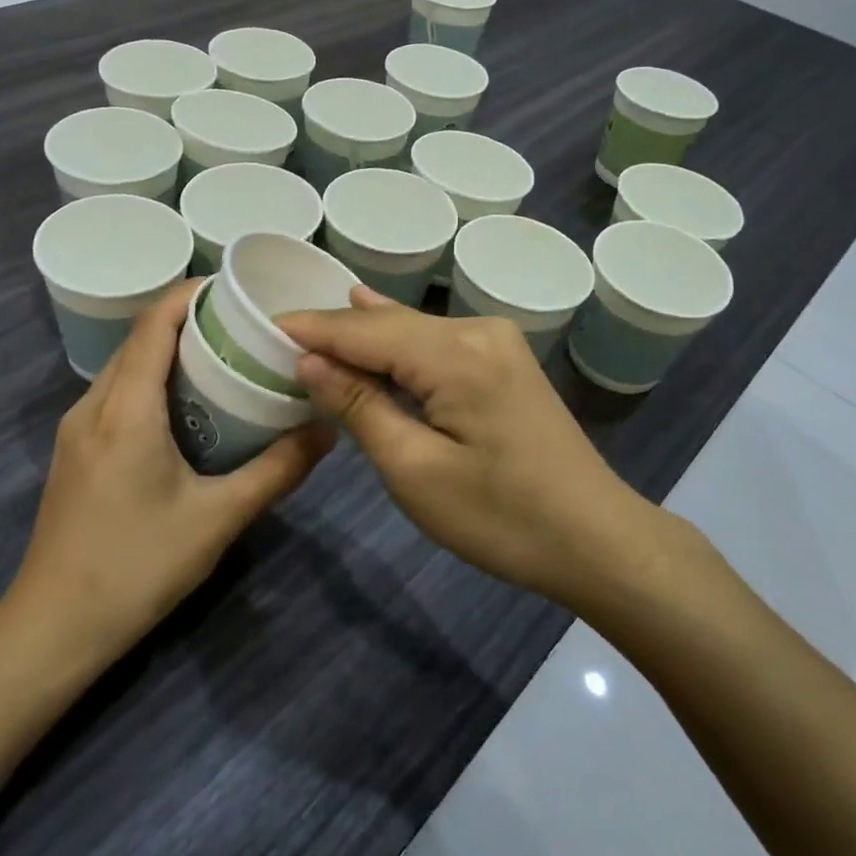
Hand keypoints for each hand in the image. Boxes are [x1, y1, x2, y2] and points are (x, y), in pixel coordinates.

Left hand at [4, 280, 334, 667]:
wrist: (53, 628)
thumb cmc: (136, 567)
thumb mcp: (218, 518)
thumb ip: (277, 470)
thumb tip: (328, 429)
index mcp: (125, 409)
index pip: (153, 324)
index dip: (189, 294)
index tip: (234, 288)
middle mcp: (92, 406)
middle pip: (138, 340)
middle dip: (186, 320)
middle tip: (242, 325)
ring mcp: (76, 430)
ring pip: (124, 367)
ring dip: (168, 352)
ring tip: (222, 358)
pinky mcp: (73, 452)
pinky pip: (115, 394)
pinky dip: (150, 381)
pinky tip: (185, 407)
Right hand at [280, 287, 660, 607]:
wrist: (596, 540)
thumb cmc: (501, 518)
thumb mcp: (416, 471)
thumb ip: (360, 406)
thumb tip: (310, 360)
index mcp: (456, 354)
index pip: (364, 330)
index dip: (311, 328)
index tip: (259, 327)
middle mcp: (477, 331)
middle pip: (387, 324)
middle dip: (333, 331)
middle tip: (275, 336)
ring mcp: (496, 343)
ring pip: (411, 330)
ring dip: (363, 336)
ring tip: (309, 326)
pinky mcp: (504, 362)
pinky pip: (436, 343)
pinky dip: (397, 344)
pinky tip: (372, 316)